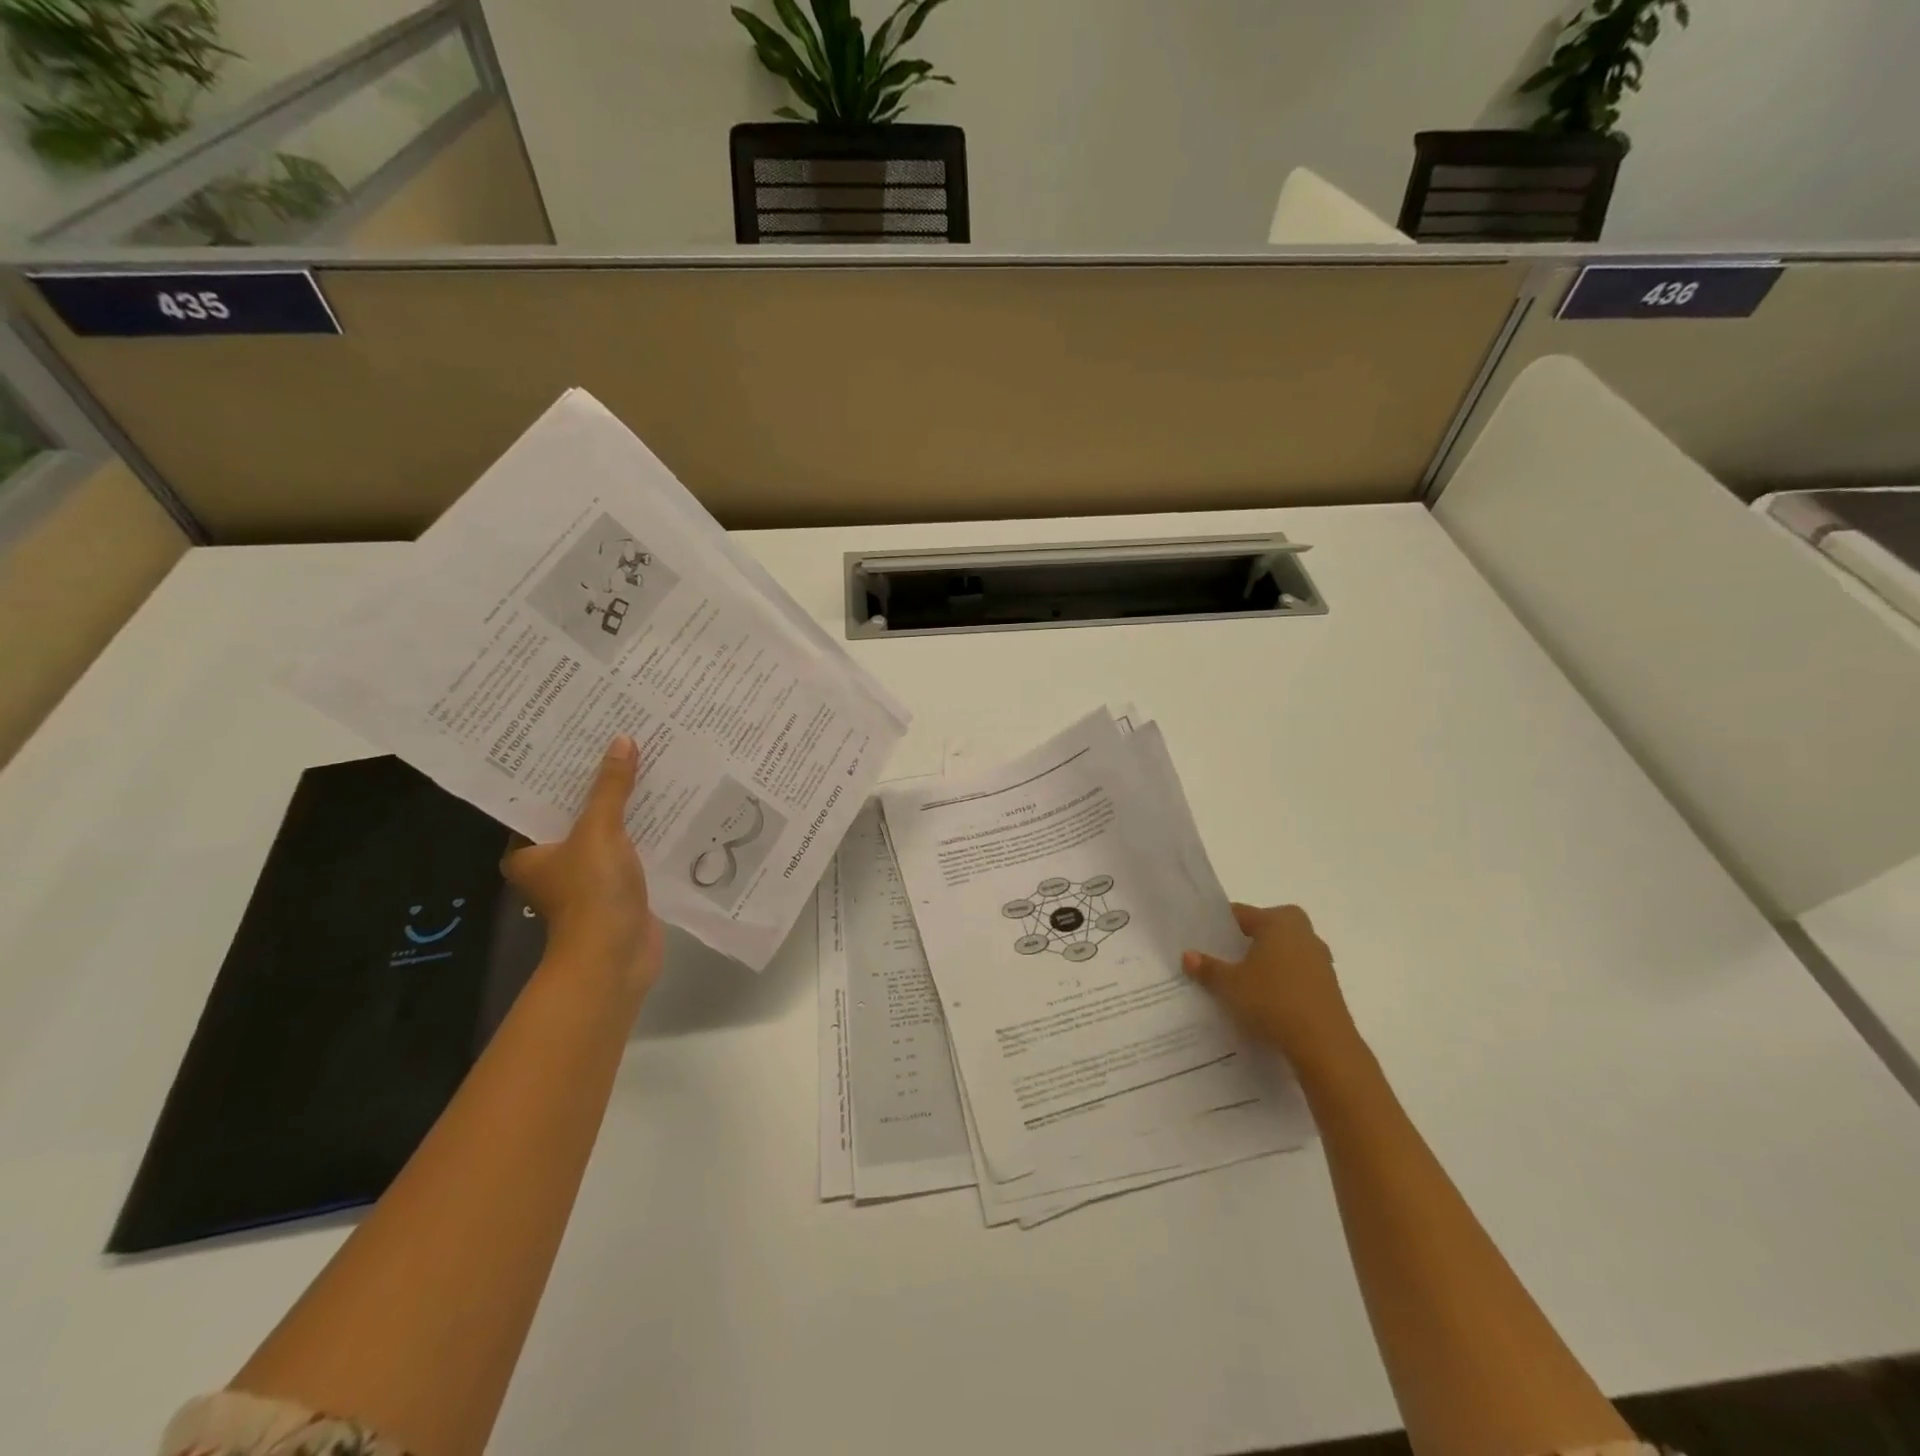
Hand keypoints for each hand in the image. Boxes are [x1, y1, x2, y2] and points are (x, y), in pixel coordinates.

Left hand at [504, 736, 664, 1008]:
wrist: (615, 958)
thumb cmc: (591, 893)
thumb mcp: (599, 832)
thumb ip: (611, 788)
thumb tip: (622, 741)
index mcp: (527, 851)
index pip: (539, 799)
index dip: (560, 769)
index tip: (580, 736)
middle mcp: (552, 862)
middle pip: (576, 812)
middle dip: (599, 783)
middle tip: (620, 741)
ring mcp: (587, 877)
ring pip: (607, 830)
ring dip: (627, 806)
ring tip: (648, 764)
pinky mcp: (618, 887)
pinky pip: (631, 848)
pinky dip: (645, 830)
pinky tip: (668, 804)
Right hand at [1183, 903, 1361, 1073]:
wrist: (1324, 1044)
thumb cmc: (1272, 1000)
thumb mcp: (1230, 984)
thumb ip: (1208, 967)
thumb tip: (1187, 955)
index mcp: (1278, 922)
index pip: (1243, 913)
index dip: (1221, 925)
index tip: (1204, 938)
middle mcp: (1303, 934)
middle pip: (1269, 928)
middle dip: (1249, 939)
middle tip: (1226, 955)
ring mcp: (1320, 960)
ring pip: (1285, 951)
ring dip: (1268, 961)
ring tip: (1243, 980)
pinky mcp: (1328, 986)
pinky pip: (1297, 974)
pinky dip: (1282, 981)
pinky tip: (1266, 1000)